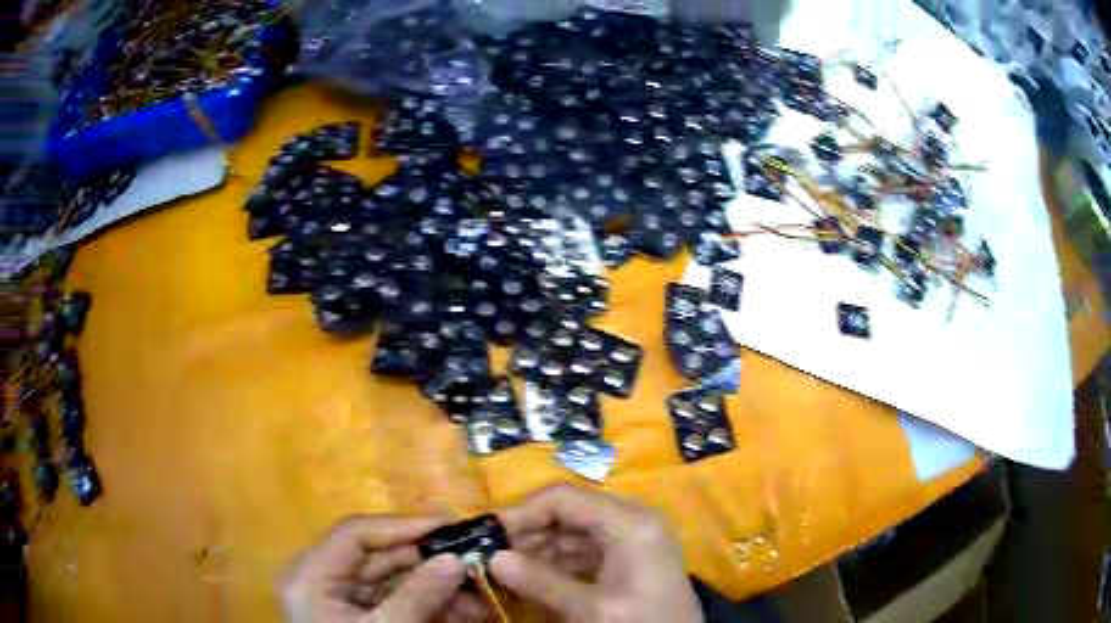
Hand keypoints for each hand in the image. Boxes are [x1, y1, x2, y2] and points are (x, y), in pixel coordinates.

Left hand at [281, 515, 483, 622]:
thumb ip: (419, 596)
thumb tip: (457, 559)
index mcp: (312, 575)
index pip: (355, 533)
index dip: (402, 526)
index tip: (449, 527)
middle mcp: (322, 579)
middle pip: (376, 556)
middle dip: (427, 560)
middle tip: (473, 557)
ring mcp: (340, 599)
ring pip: (391, 579)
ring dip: (434, 584)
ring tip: (478, 589)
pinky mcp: (358, 615)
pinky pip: (394, 600)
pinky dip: (427, 603)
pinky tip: (462, 609)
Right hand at [492, 485, 702, 622]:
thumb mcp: (591, 608)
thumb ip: (541, 582)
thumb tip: (493, 559)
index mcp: (630, 522)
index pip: (565, 498)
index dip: (522, 512)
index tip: (488, 534)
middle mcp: (631, 523)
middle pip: (567, 516)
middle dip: (527, 536)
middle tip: (490, 558)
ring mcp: (630, 543)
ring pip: (571, 537)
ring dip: (537, 553)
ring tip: (503, 572)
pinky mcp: (627, 564)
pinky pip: (583, 556)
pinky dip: (555, 567)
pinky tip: (530, 583)